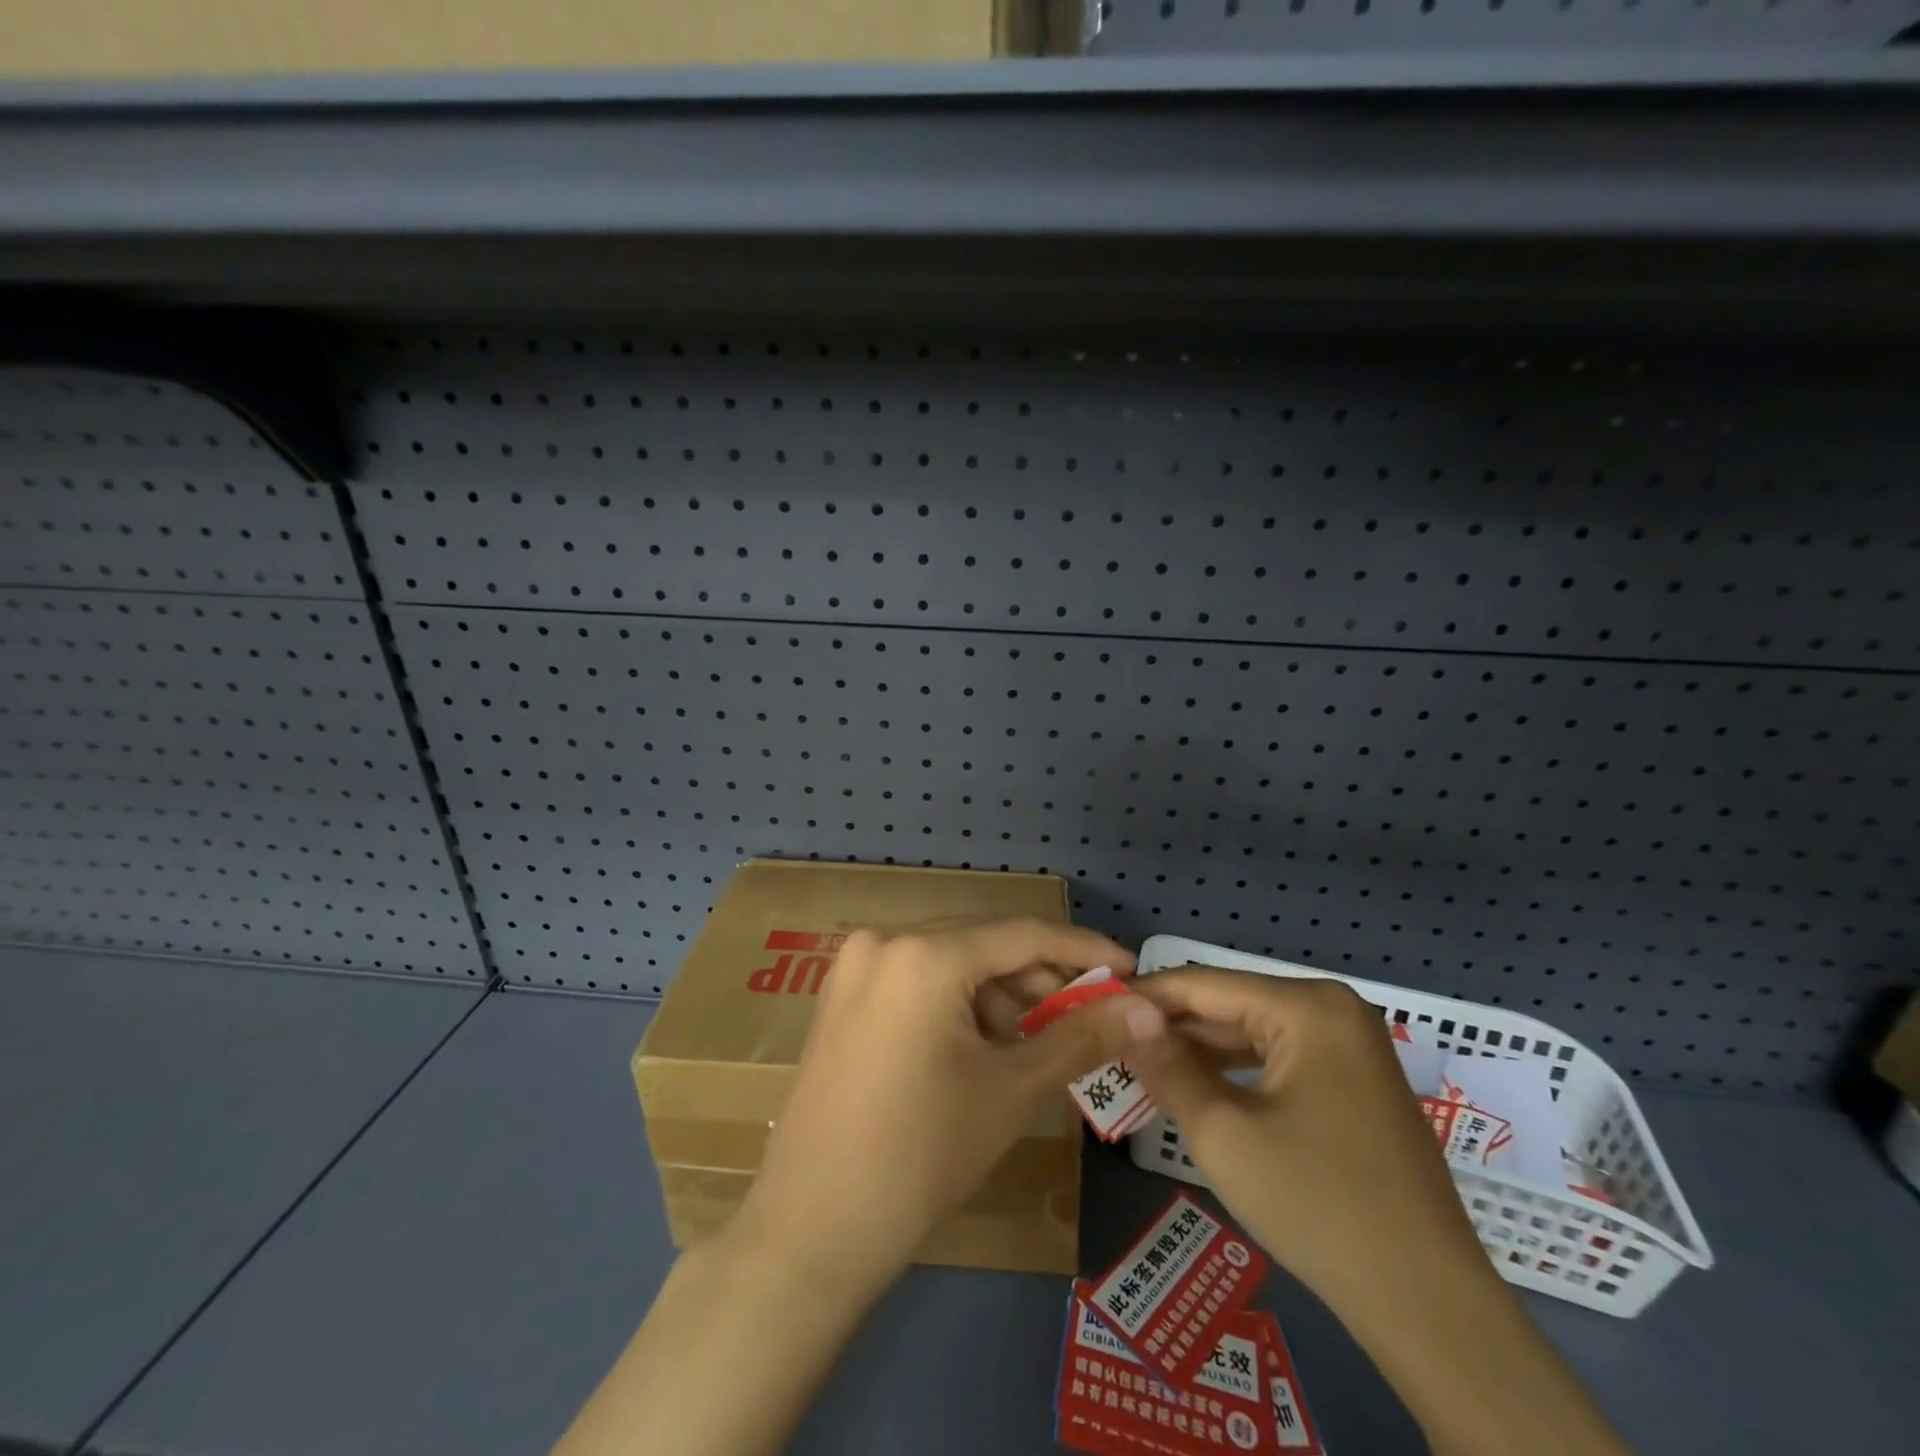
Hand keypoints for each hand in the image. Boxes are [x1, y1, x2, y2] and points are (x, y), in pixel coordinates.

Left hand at [732, 918, 1156, 1298]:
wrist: (814, 1228)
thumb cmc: (922, 1155)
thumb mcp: (1010, 1090)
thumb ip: (1082, 1038)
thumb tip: (1150, 1010)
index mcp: (924, 955)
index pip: (1021, 935)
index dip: (1081, 948)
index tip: (1130, 967)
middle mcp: (884, 940)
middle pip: (982, 943)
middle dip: (1038, 977)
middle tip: (1087, 1014)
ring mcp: (855, 965)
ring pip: (949, 959)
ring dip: (997, 992)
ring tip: (1031, 1042)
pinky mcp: (841, 993)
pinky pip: (916, 977)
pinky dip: (956, 1000)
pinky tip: (979, 1044)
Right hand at [1126, 966, 1482, 1306]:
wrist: (1429, 1306)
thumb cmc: (1318, 1206)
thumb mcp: (1222, 1132)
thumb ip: (1167, 1066)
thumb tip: (1125, 1020)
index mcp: (1307, 1006)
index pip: (1202, 985)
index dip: (1144, 996)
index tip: (1092, 1007)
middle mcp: (1332, 1009)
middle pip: (1229, 1005)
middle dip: (1170, 1026)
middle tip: (1110, 1042)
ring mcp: (1350, 1046)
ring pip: (1252, 1032)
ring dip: (1199, 1050)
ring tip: (1141, 1064)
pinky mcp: (1355, 1082)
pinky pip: (1279, 1059)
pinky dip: (1235, 1071)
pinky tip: (1196, 1086)